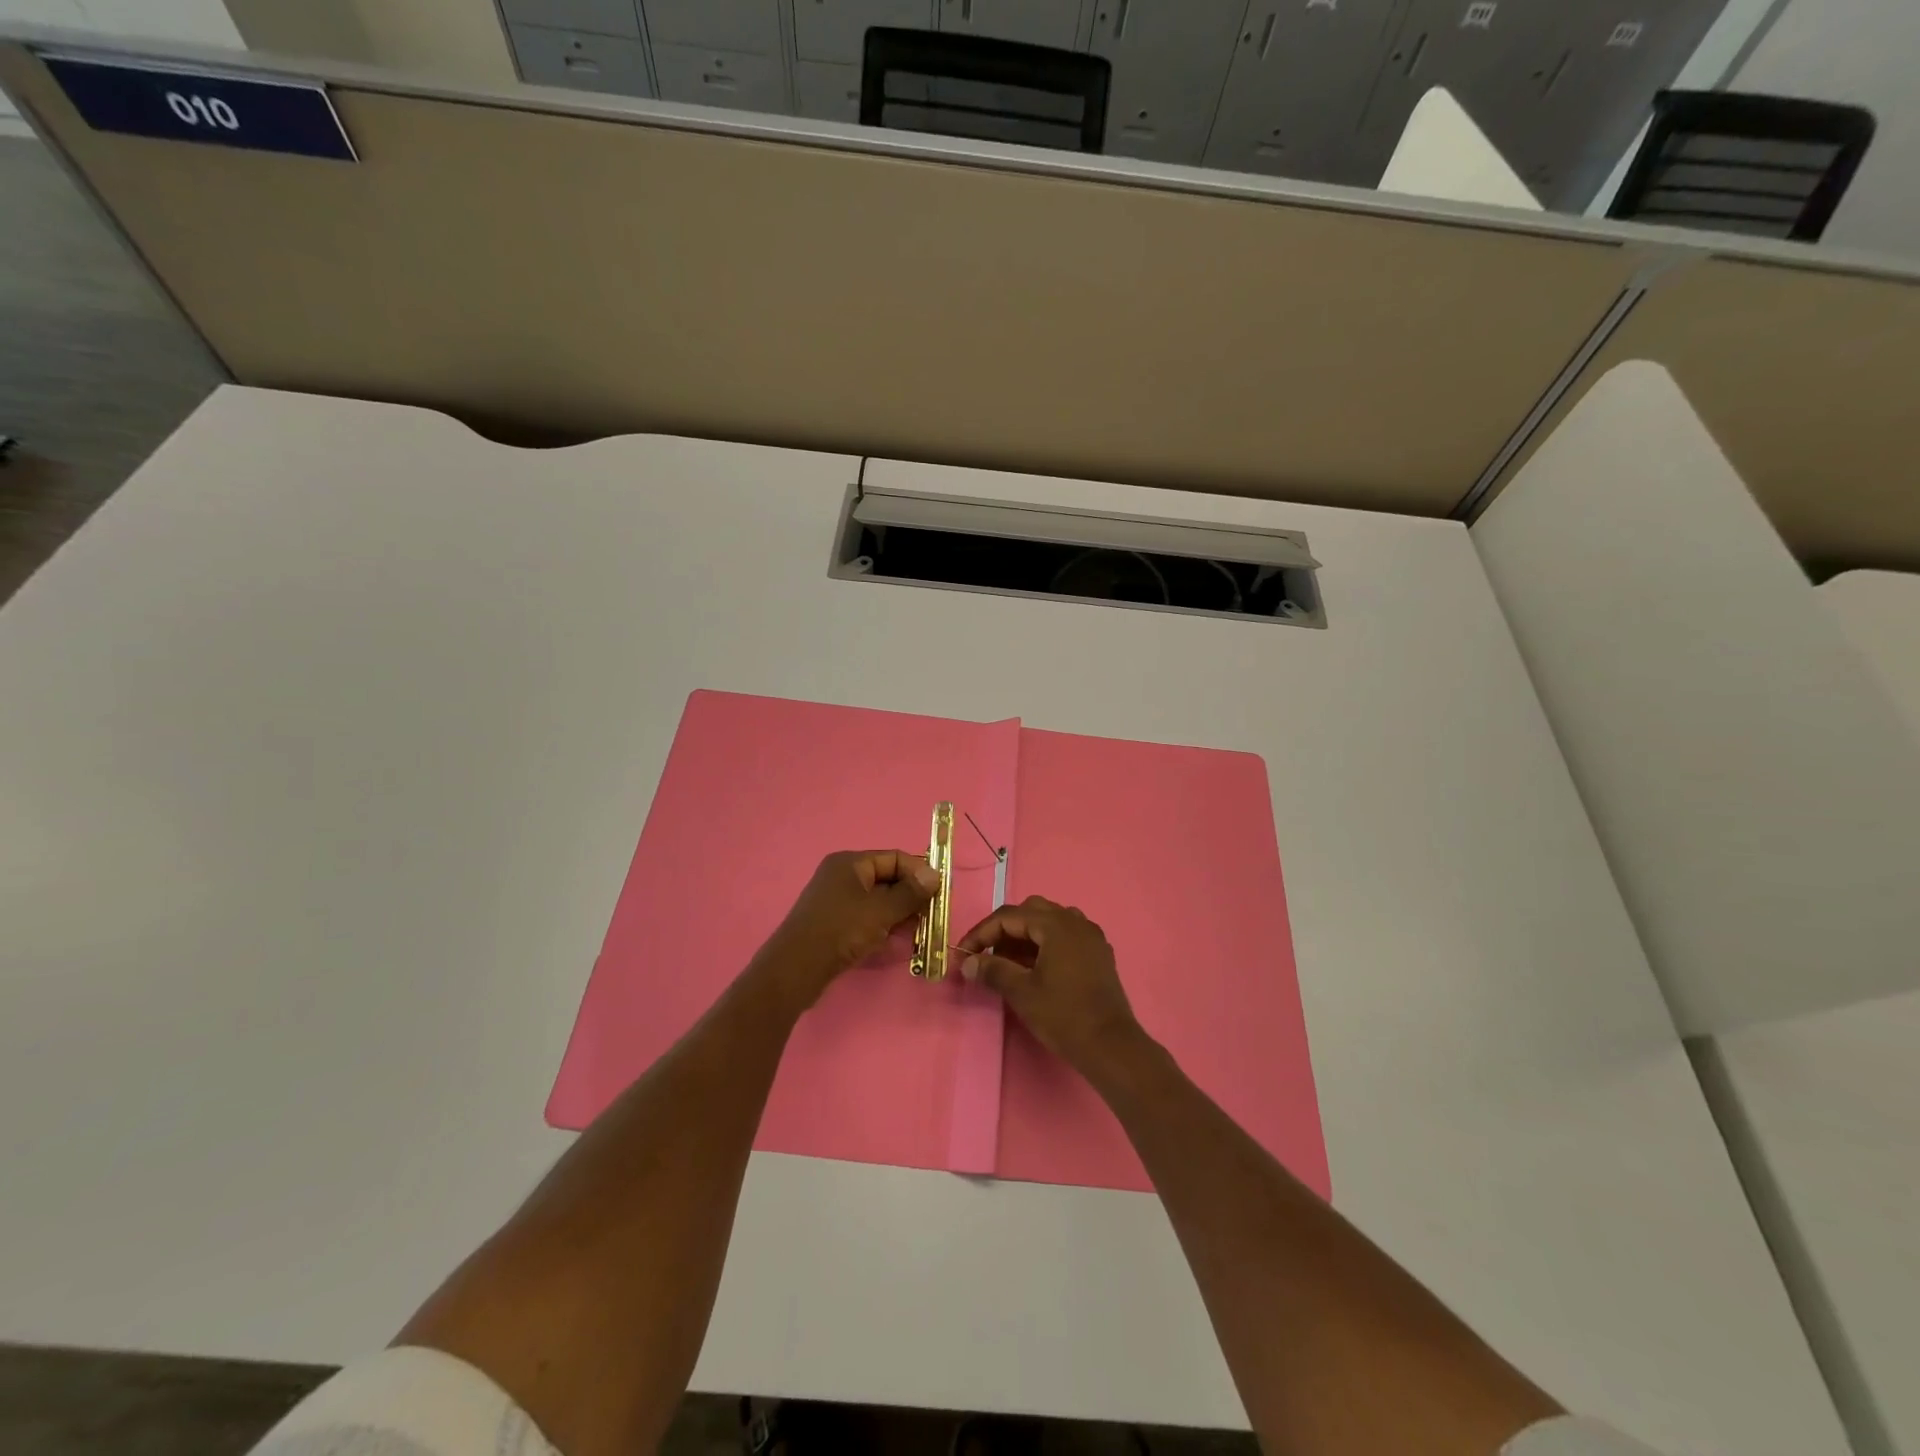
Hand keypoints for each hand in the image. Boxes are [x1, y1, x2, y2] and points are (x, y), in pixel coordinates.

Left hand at [758, 849, 939, 1007]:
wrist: (795, 969)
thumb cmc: (840, 931)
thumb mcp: (880, 911)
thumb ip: (910, 893)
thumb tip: (935, 874)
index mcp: (850, 863)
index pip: (894, 858)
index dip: (919, 872)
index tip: (940, 892)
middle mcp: (842, 876)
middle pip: (887, 879)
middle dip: (911, 897)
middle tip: (933, 916)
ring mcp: (837, 901)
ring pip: (879, 901)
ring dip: (900, 914)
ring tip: (919, 932)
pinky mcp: (834, 923)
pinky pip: (867, 918)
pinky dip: (884, 926)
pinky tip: (897, 942)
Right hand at [957, 897, 1141, 1074]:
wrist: (1111, 1046)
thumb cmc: (1064, 1016)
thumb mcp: (1022, 992)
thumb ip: (992, 970)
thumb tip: (967, 962)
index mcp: (1056, 924)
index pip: (1009, 916)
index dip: (982, 933)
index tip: (964, 953)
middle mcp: (1075, 921)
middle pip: (1031, 912)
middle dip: (1004, 930)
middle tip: (987, 955)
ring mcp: (1091, 936)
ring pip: (1050, 922)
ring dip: (1025, 936)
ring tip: (1009, 963)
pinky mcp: (1099, 953)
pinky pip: (1066, 936)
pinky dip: (1046, 944)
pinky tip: (1036, 968)